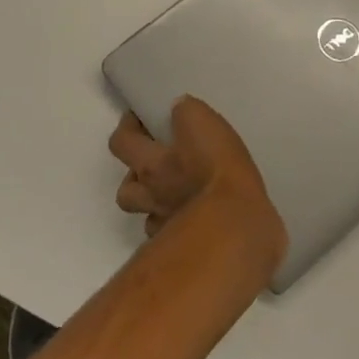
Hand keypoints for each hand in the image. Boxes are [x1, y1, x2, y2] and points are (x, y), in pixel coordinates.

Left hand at [109, 98, 286, 266]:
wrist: (236, 226)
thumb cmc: (217, 170)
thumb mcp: (204, 123)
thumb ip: (186, 112)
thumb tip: (177, 108)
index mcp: (151, 164)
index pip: (121, 142)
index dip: (126, 128)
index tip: (138, 120)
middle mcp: (151, 196)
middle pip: (125, 191)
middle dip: (134, 176)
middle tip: (155, 164)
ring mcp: (165, 226)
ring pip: (147, 217)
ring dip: (154, 204)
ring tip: (175, 194)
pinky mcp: (186, 249)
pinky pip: (173, 237)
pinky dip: (178, 227)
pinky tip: (195, 219)